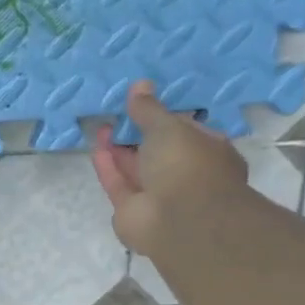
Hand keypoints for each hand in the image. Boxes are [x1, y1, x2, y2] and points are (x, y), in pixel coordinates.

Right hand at [92, 82, 247, 255]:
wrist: (180, 220)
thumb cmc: (187, 164)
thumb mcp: (168, 127)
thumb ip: (149, 109)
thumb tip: (139, 85)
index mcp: (208, 152)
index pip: (186, 131)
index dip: (164, 118)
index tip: (143, 104)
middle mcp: (185, 174)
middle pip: (156, 151)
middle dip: (137, 134)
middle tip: (117, 115)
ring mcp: (159, 195)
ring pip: (135, 168)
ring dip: (119, 149)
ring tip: (101, 127)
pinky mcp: (132, 210)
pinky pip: (119, 184)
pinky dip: (108, 166)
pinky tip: (96, 147)